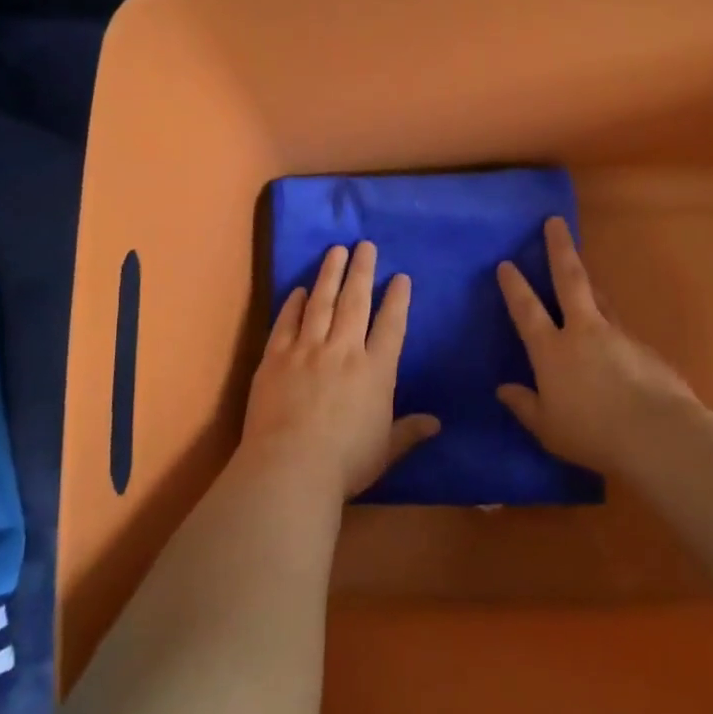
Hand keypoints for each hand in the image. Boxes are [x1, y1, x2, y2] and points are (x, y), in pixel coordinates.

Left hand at [242, 241, 439, 498]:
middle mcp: (343, 351)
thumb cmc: (345, 463)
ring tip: (336, 250)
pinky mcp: (275, 357)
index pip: (391, 326)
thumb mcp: (385, 450)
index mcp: (375, 371)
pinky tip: (299, 289)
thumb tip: (437, 423)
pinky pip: (286, 322)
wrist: (290, 467)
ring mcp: (307, 350)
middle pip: (355, 302)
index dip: (397, 300)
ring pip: (321, 303)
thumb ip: (409, 431)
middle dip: (362, 271)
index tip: (400, 277)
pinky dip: (294, 304)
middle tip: (366, 245)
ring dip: (330, 274)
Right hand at [496, 216, 703, 474]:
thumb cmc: (592, 434)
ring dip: (589, 284)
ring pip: (600, 299)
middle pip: (569, 279)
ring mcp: (618, 335)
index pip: (527, 310)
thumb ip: (525, 406)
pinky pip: (622, 332)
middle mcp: (583, 332)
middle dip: (560, 248)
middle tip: (555, 221)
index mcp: (552, 350)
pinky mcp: (646, 348)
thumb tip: (504, 390)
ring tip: (583, 276)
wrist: (658, 435)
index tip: (506, 263)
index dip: (515, 286)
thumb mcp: (548, 428)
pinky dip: (613, 331)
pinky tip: (616, 348)